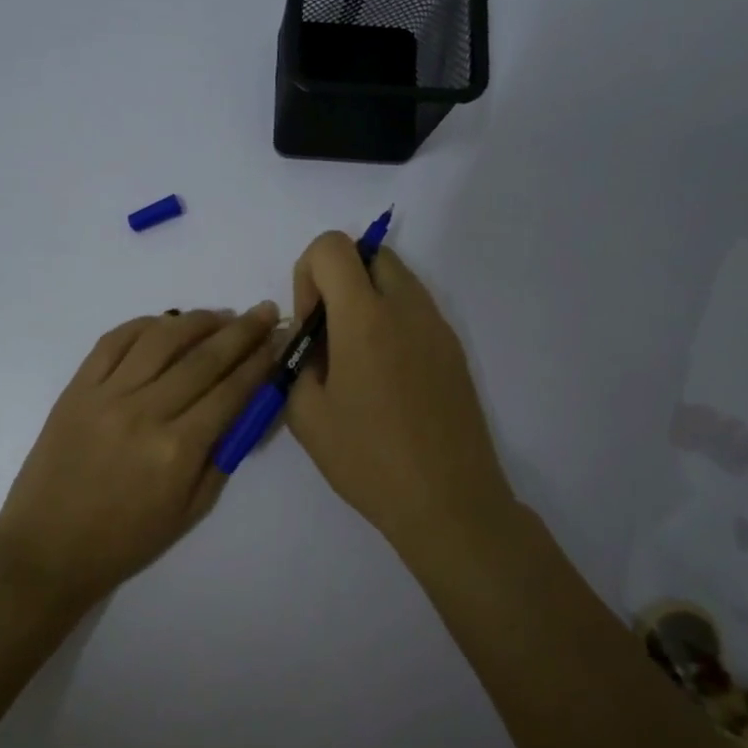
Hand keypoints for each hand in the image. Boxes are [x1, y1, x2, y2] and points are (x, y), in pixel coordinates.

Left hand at [0, 302, 280, 611]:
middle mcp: (145, 412)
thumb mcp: (191, 511)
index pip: (231, 391)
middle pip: (203, 358)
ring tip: (220, 316)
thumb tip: (250, 405)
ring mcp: (106, 395)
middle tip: (264, 311)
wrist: (47, 549)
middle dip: (241, 331)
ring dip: (197, 320)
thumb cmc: (126, 540)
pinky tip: (165, 323)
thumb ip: (224, 454)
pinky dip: (144, 324)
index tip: (278, 340)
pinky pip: (114, 341)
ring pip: (160, 339)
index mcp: (178, 450)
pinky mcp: (77, 388)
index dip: (260, 362)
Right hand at [285, 233, 516, 551]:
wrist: (448, 501)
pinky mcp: (454, 349)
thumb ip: (294, 363)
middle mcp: (406, 308)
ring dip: (367, 298)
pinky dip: (392, 321)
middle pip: (369, 253)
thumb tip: (303, 341)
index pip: (332, 246)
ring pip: (397, 278)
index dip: (308, 274)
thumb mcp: (307, 416)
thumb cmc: (369, 460)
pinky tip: (386, 377)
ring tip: (357, 359)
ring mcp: (437, 326)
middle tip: (331, 335)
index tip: (311, 325)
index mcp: (365, 317)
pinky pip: (416, 310)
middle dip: (339, 279)